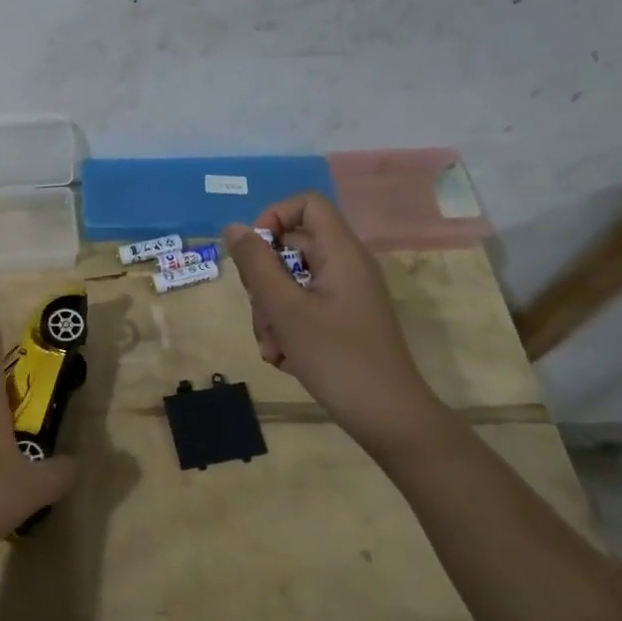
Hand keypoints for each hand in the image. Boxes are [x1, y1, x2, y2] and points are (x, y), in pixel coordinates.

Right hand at [222, 192, 443, 451]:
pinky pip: (302, 307)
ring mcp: (344, 294)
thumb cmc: (337, 357)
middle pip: (290, 248)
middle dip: (264, 282)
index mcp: (340, 252)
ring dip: (270, 312)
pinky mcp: (341, 319)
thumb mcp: (285, 309)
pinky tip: (284, 358)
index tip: (254, 255)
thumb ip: (256, 265)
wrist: (388, 416)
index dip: (274, 218)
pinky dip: (286, 327)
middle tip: (263, 314)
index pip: (306, 204)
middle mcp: (345, 265)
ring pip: (290, 282)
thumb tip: (233, 228)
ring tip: (274, 347)